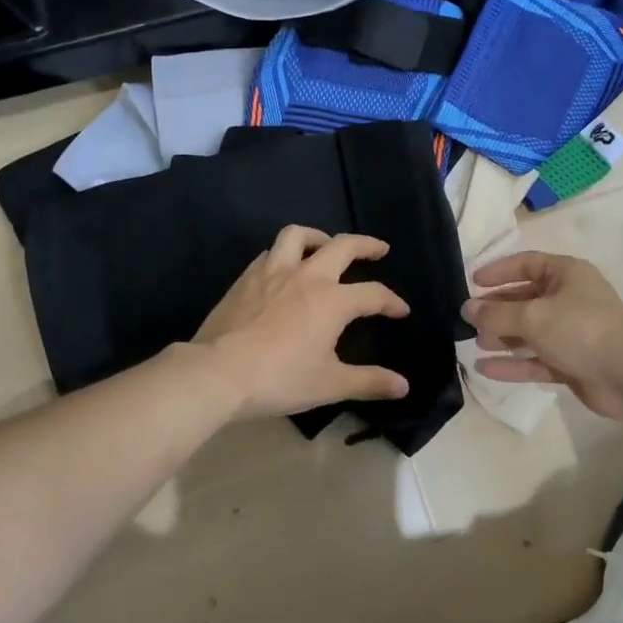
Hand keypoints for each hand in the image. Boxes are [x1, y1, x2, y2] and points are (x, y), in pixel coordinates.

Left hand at [195, 226, 411, 419]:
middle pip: (342, 247)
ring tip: (326, 246)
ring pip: (298, 236)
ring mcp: (272, 272)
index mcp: (332, 300)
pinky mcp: (245, 278)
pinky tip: (284, 269)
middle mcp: (306, 276)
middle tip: (378, 249)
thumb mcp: (330, 384)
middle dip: (365, 245)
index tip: (401, 311)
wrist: (218, 372)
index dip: (391, 301)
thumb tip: (403, 386)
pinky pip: (270, 253)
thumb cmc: (280, 378)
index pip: (373, 294)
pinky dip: (284, 254)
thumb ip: (369, 382)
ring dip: (318, 236)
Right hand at [464, 252, 622, 419]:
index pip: (526, 264)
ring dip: (502, 338)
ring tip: (474, 344)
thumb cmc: (581, 329)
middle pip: (525, 300)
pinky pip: (536, 360)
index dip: (499, 271)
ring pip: (529, 332)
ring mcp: (570, 334)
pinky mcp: (571, 364)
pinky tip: (485, 369)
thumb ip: (496, 314)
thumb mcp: (532, 316)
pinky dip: (513, 364)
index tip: (473, 282)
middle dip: (496, 310)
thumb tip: (466, 309)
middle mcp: (568, 300)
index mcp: (566, 274)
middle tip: (468, 320)